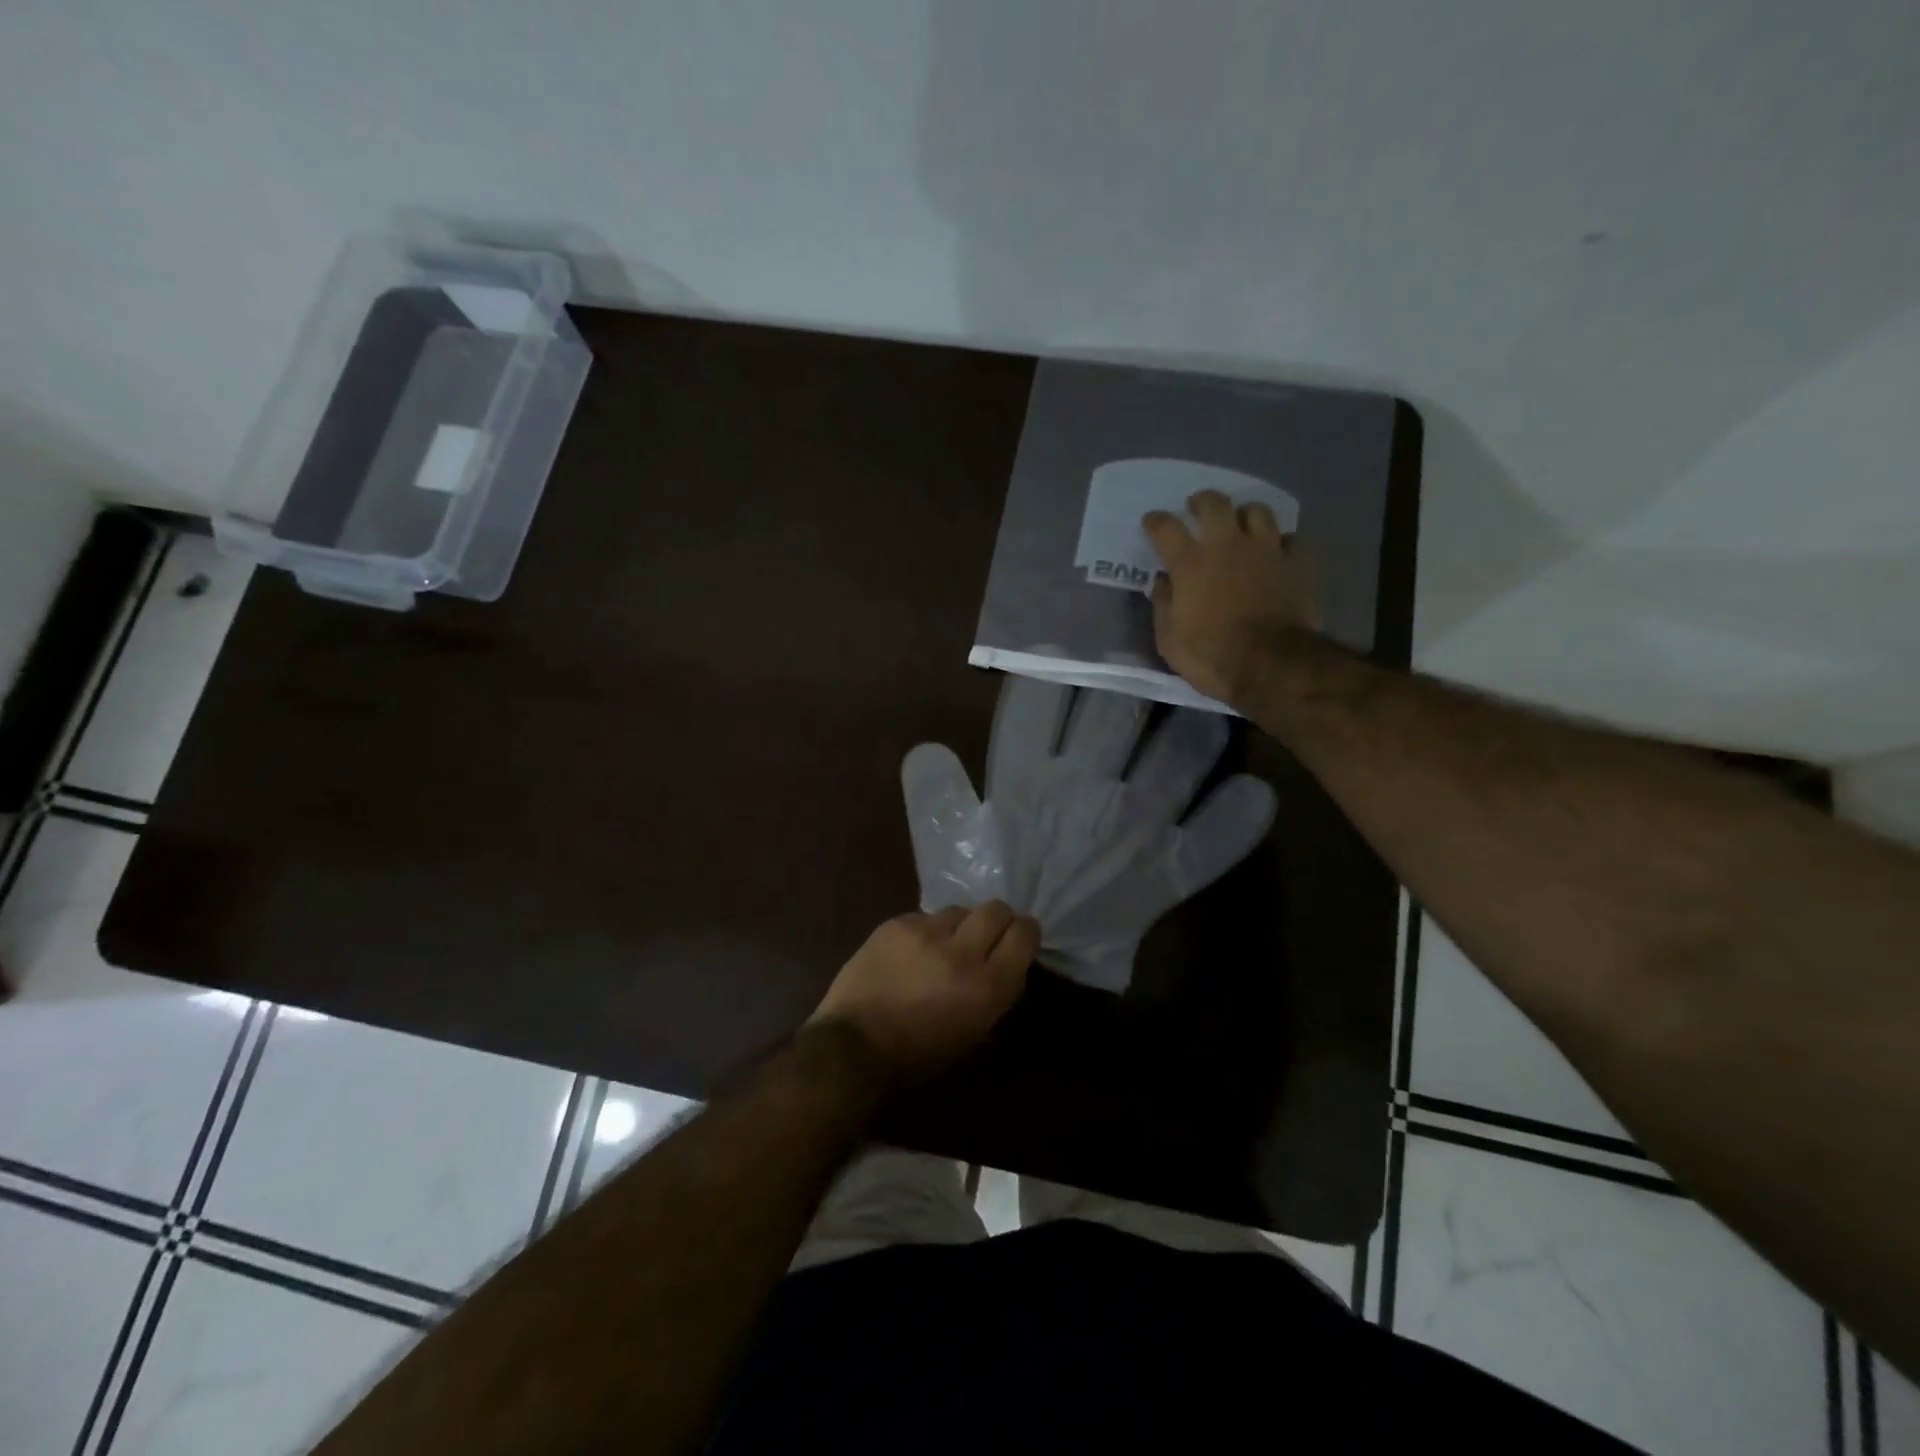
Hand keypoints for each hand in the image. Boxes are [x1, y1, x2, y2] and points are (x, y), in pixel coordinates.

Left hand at [810, 902, 1038, 1078]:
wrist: (854, 1046)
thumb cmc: (918, 1055)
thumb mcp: (973, 1034)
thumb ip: (997, 992)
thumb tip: (1008, 963)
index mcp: (987, 987)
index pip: (1024, 934)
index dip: (1025, 932)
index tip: (1020, 936)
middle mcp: (962, 952)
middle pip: (995, 910)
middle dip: (997, 920)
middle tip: (986, 936)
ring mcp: (926, 932)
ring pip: (959, 910)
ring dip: (959, 926)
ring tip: (944, 946)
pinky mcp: (897, 923)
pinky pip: (925, 917)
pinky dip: (926, 931)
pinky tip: (912, 952)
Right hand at [1143, 489, 1319, 706]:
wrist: (1272, 667)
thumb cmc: (1211, 657)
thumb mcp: (1170, 641)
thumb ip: (1163, 606)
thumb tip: (1162, 583)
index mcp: (1190, 564)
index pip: (1166, 528)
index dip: (1156, 521)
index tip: (1151, 522)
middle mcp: (1227, 546)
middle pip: (1214, 503)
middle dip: (1202, 502)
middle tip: (1197, 509)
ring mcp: (1266, 551)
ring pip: (1257, 511)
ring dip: (1244, 514)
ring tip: (1240, 524)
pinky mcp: (1296, 563)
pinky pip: (1288, 539)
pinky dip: (1278, 542)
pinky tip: (1274, 552)